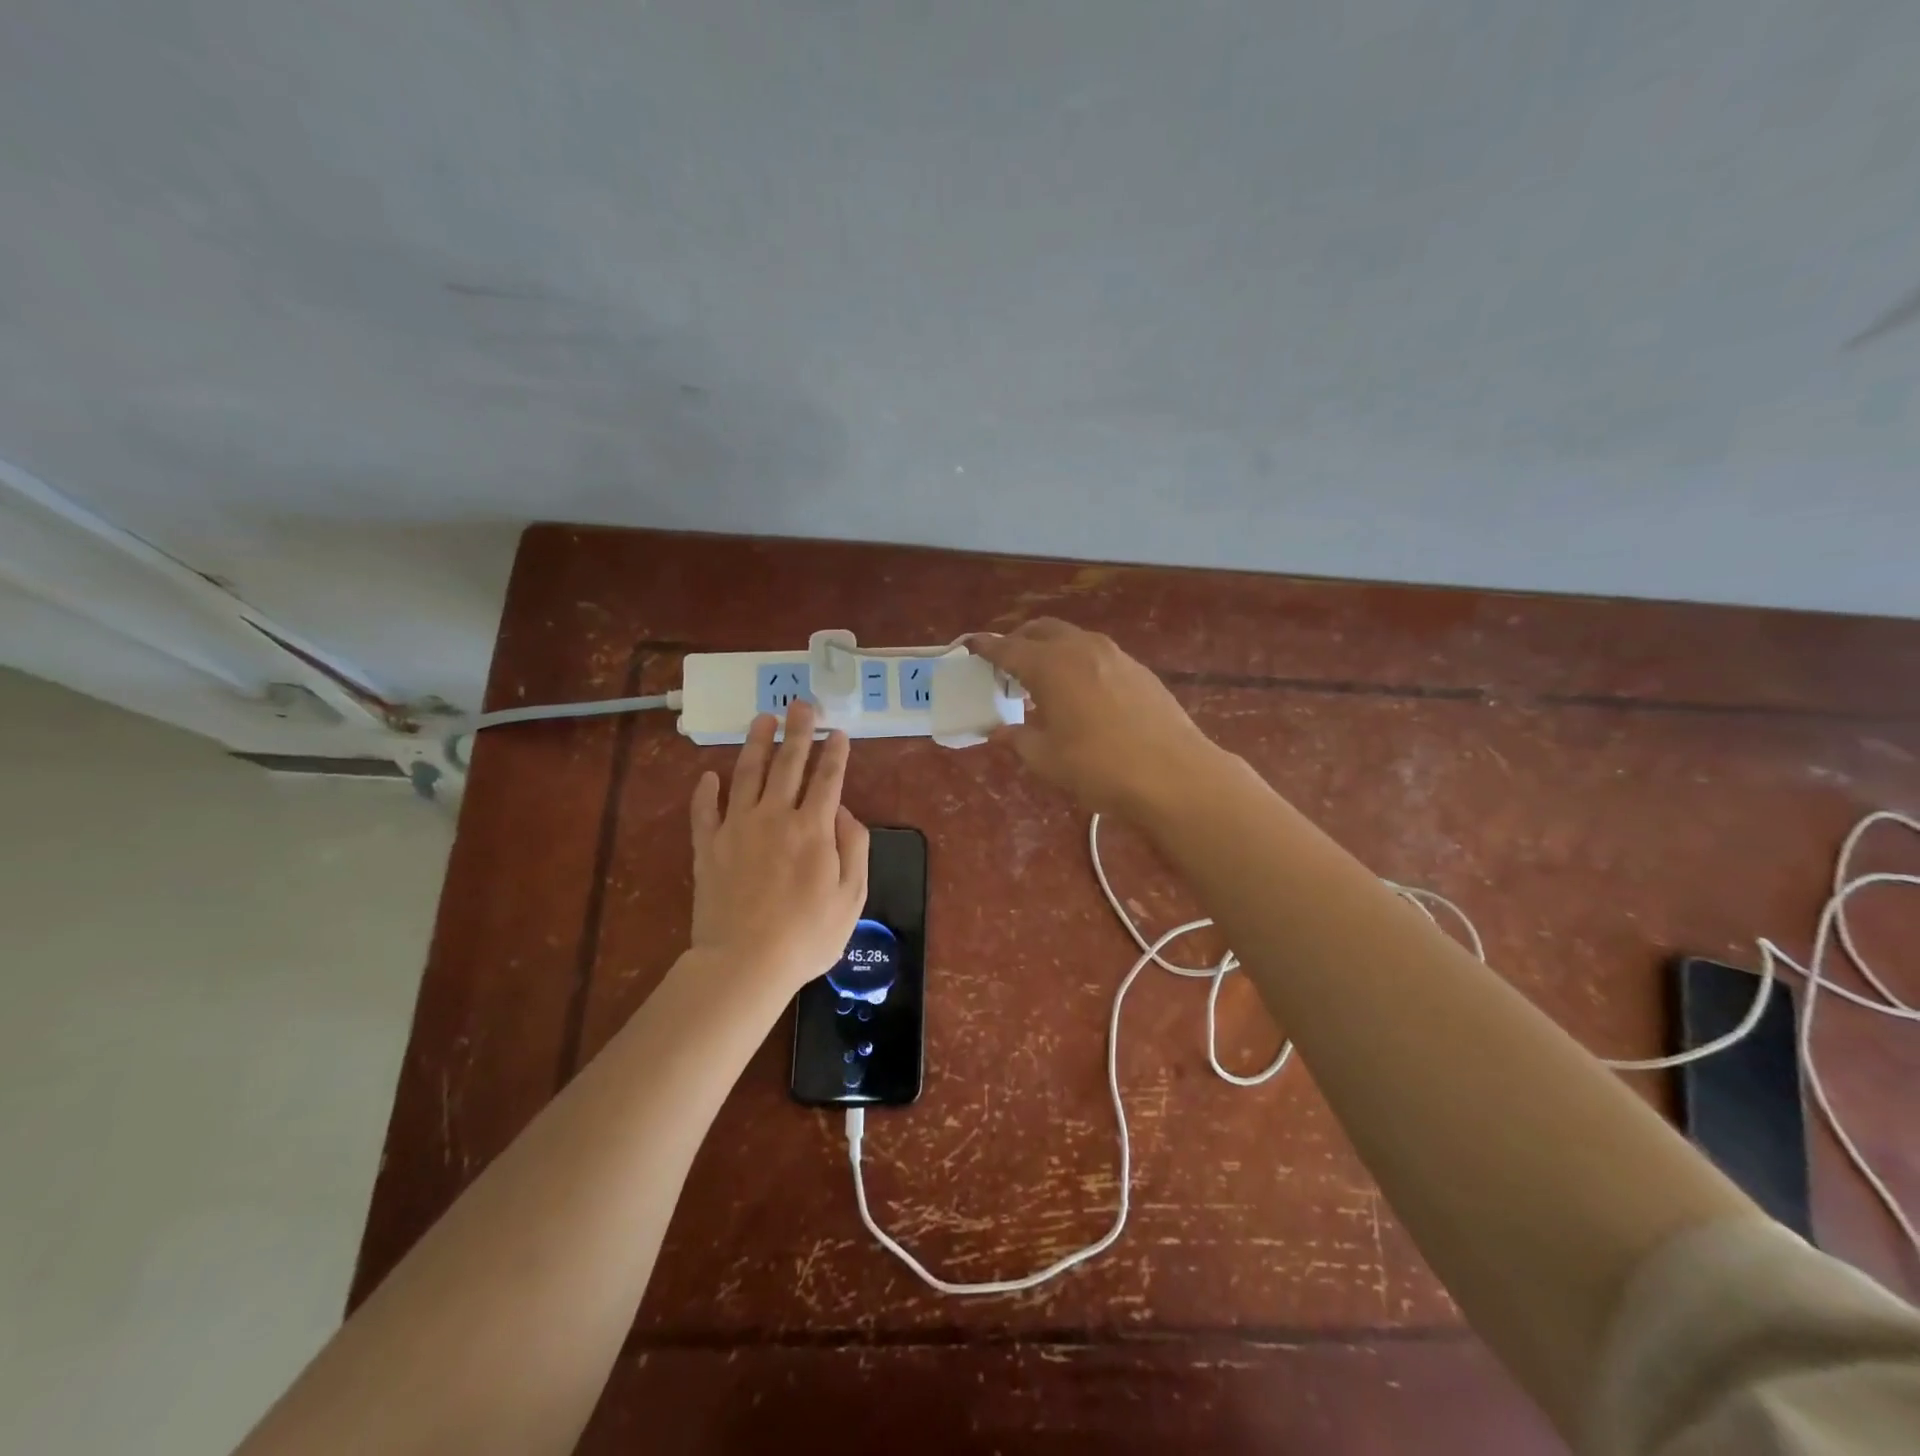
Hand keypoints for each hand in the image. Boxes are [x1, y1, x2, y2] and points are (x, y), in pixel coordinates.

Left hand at [688, 701, 869, 996]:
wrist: (744, 963)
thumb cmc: (807, 935)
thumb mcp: (852, 896)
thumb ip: (853, 846)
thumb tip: (842, 811)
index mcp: (813, 828)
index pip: (828, 779)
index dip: (835, 753)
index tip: (839, 731)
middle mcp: (775, 816)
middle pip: (788, 763)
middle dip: (798, 731)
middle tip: (802, 704)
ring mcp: (737, 828)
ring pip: (747, 774)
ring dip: (756, 743)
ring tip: (762, 718)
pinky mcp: (707, 846)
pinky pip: (704, 810)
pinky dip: (706, 791)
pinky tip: (709, 775)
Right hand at [971, 619, 1221, 818]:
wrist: (1173, 775)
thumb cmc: (1098, 768)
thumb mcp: (1046, 759)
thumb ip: (1018, 738)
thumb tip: (998, 730)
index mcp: (1050, 666)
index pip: (1008, 648)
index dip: (986, 647)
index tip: (970, 645)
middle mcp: (1081, 649)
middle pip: (1042, 630)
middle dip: (1019, 640)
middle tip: (1006, 663)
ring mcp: (1115, 656)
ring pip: (1073, 639)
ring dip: (1051, 649)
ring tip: (1043, 678)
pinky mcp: (1139, 670)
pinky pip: (1097, 654)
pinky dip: (1078, 662)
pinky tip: (1081, 691)